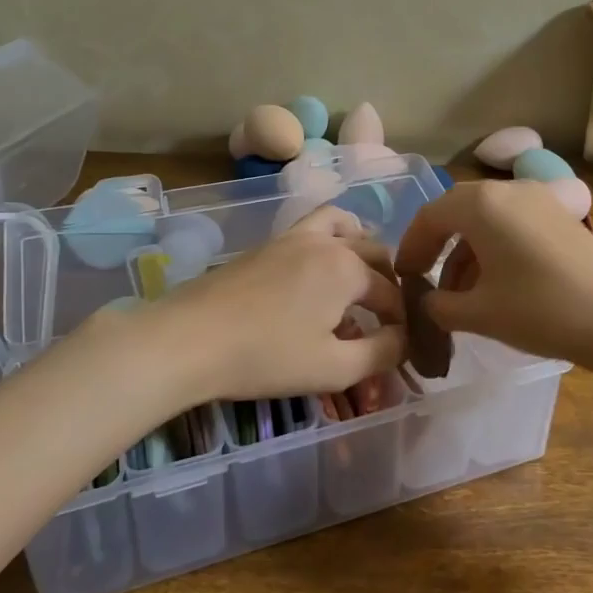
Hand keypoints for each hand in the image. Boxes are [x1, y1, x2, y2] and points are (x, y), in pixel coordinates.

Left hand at [151, 206, 405, 401]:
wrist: (188, 339)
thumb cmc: (266, 356)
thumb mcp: (333, 368)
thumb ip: (381, 354)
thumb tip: (403, 340)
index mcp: (348, 269)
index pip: (391, 294)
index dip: (402, 323)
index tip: (402, 347)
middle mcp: (327, 242)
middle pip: (375, 252)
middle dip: (389, 282)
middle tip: (387, 316)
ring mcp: (294, 237)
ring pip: (344, 225)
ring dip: (362, 245)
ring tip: (360, 273)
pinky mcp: (268, 244)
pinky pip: (314, 226)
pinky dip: (331, 238)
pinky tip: (319, 268)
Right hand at [393, 180, 592, 373]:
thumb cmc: (542, 310)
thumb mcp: (480, 314)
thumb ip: (441, 307)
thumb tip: (429, 304)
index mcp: (481, 204)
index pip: (429, 217)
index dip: (410, 248)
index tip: (403, 278)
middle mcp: (508, 190)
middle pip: (458, 213)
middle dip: (438, 247)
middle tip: (426, 282)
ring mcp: (540, 200)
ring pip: (487, 221)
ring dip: (467, 254)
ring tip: (460, 298)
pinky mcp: (562, 218)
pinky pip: (513, 226)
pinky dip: (495, 251)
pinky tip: (495, 288)